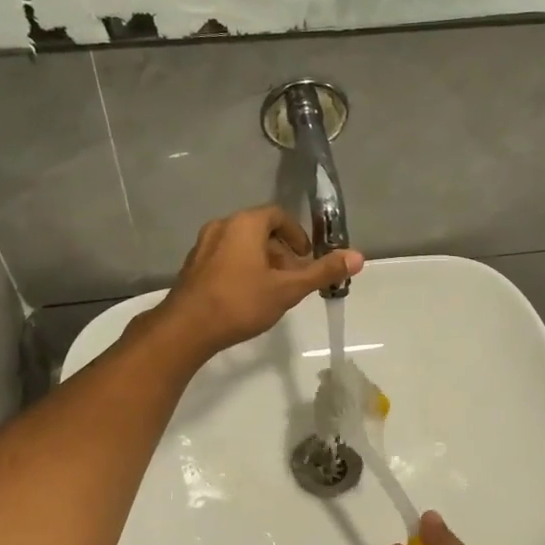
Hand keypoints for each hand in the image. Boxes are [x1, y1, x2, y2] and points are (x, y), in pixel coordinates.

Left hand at [159, 205, 362, 356]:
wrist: (186, 329)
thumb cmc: (240, 302)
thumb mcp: (287, 289)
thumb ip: (322, 272)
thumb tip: (358, 256)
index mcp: (244, 224)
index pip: (278, 215)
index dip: (297, 235)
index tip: (307, 258)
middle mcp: (221, 227)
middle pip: (260, 230)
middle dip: (281, 252)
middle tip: (294, 277)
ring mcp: (203, 247)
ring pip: (241, 246)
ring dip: (262, 262)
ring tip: (274, 290)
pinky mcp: (193, 267)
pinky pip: (225, 259)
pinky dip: (242, 269)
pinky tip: (247, 297)